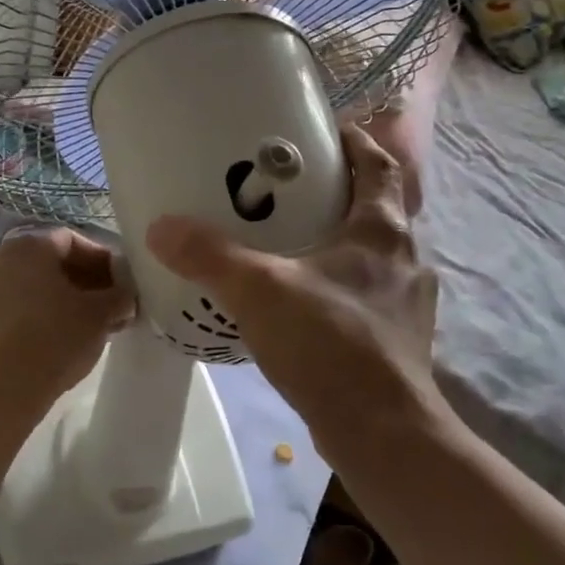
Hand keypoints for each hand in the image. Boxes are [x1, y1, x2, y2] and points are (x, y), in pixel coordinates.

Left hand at [0, 226, 134, 402]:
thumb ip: (120, 297)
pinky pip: (17, 306)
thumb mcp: (101, 314)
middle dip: (84, 281)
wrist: (3, 388)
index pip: (72, 240)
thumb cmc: (56, 337)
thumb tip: (126, 297)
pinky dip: (41, 314)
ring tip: (90, 325)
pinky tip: (62, 338)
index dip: (101, 259)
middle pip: (51, 263)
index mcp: (30, 246)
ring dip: (64, 299)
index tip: (121, 283)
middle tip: (109, 304)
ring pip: (33, 286)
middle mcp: (1, 259)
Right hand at [144, 125, 436, 439]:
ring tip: (288, 241)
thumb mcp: (260, 290)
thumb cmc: (331, 343)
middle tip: (288, 186)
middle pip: (376, 207)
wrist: (383, 434)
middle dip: (338, 191)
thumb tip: (160, 227)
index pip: (379, 165)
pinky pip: (363, 293)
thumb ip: (210, 255)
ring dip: (337, 240)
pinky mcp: (395, 339)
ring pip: (371, 254)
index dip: (355, 142)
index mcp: (382, 230)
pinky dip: (335, 284)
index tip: (324, 130)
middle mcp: (403, 259)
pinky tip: (300, 300)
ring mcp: (403, 303)